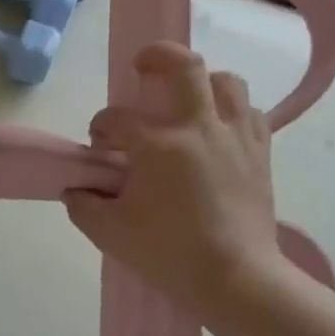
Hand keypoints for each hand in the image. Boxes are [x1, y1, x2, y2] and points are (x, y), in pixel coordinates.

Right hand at [63, 42, 285, 317]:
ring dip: (201, 82)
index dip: (101, 127)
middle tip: (142, 67)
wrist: (236, 279)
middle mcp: (199, 128)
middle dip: (157, 57)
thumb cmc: (168, 253)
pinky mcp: (259, 153)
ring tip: (186, 101)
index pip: (117, 119)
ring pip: (225, 82)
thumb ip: (83, 206)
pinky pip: (249, 112)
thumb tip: (75, 189)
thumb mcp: (109, 233)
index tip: (98, 145)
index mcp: (158, 146)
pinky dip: (230, 111)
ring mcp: (234, 137)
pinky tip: (216, 130)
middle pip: (184, 66)